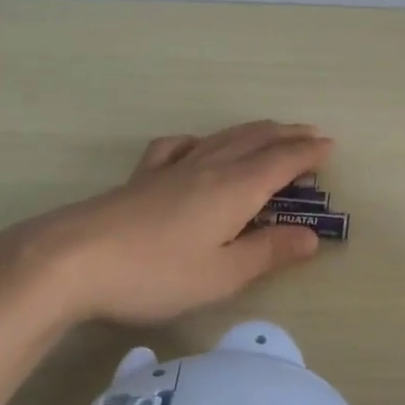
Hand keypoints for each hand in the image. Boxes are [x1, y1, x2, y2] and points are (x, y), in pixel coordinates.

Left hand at [0, 121, 333, 328]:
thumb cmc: (157, 272)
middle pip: (256, 141)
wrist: (74, 259)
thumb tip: (311, 236)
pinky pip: (179, 146)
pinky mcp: (143, 177)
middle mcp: (209, 168)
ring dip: (254, 132)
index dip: (308, 153)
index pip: (281, 162)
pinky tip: (196, 145)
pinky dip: (200, 140)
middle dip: (288, 136)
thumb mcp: (222, 273)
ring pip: (223, 139)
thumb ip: (268, 252)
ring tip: (272, 131)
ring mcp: (173, 169)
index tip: (330, 147)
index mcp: (235, 189)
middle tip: (312, 134)